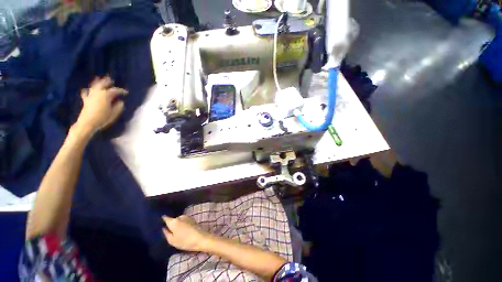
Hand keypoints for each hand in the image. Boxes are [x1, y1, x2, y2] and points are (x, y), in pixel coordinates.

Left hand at [76, 76, 127, 133]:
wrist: (88, 123)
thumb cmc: (103, 118)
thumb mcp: (114, 113)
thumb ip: (118, 106)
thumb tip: (120, 101)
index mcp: (106, 95)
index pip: (115, 91)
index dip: (121, 91)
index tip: (126, 92)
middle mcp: (98, 93)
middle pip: (102, 84)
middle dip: (106, 81)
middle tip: (110, 79)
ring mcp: (90, 95)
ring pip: (94, 86)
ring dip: (97, 82)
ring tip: (99, 79)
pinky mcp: (86, 100)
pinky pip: (86, 92)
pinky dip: (87, 90)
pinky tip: (87, 89)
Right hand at [162, 215, 209, 251]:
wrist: (201, 238)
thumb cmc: (185, 241)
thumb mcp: (172, 240)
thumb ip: (166, 233)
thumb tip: (163, 228)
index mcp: (174, 221)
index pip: (165, 218)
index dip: (161, 219)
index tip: (157, 222)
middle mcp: (180, 216)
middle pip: (173, 220)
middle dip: (170, 224)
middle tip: (167, 231)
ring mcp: (187, 217)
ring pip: (179, 221)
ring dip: (177, 225)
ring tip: (176, 233)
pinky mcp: (192, 219)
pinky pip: (184, 222)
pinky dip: (182, 225)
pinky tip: (182, 231)